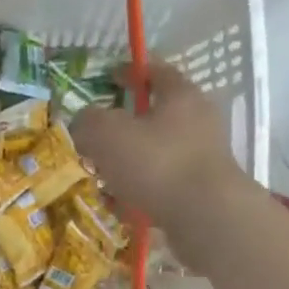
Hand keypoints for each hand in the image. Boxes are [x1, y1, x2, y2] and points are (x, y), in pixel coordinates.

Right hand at [73, 62, 251, 258]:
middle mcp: (197, 122)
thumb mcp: (106, 134)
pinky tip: (120, 208)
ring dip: (127, 165)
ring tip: (102, 180)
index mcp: (180, 96)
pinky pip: (160, 186)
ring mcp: (201, 158)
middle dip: (123, 128)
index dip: (131, 71)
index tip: (109, 76)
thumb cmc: (157, 163)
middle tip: (96, 138)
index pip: (155, 71)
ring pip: (154, 154)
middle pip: (154, 117)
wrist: (205, 217)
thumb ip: (88, 122)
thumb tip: (83, 124)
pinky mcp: (199, 191)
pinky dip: (139, 193)